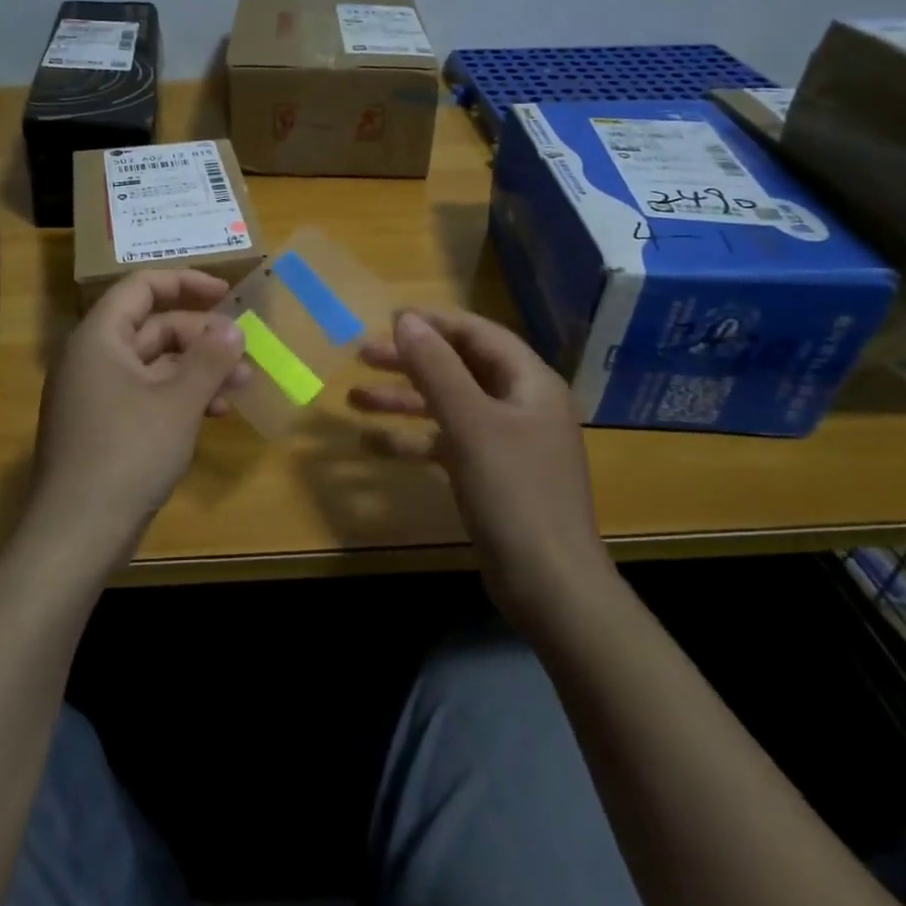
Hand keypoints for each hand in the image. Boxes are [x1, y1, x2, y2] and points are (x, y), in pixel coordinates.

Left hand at [28, 269, 248, 559]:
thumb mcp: (179, 402)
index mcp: (100, 338)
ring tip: (239, 388)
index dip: (186, 283)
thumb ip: (209, 359)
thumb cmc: (128, 453)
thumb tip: (233, 329)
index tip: (226, 294)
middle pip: (153, 328)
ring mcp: (96, 395)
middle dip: (202, 339)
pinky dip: (179, 398)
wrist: (76, 533)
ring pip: (155, 365)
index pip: (142, 287)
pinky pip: (147, 395)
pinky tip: (212, 415)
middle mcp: (93, 358)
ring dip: (198, 371)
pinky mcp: (104, 428)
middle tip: (243, 356)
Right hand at [350, 309, 613, 626]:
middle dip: (410, 361)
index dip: (434, 323)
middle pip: (460, 368)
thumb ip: (437, 368)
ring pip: (449, 406)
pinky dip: (413, 439)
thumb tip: (406, 320)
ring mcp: (507, 443)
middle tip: (361, 356)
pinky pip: (447, 443)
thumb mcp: (470, 423)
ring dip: (403, 401)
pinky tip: (372, 445)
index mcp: (529, 383)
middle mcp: (521, 405)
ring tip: (354, 398)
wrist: (551, 586)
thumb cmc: (514, 493)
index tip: (388, 319)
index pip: (478, 334)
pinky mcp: (492, 475)